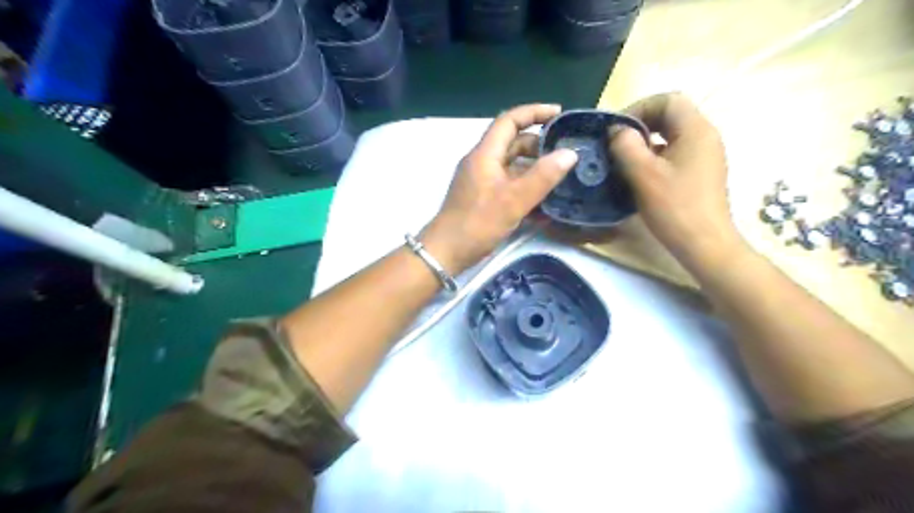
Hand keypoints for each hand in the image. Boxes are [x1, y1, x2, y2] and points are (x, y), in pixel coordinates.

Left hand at [420, 103, 577, 274]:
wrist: (446, 252)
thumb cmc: (478, 222)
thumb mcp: (514, 200)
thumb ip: (542, 176)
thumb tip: (569, 153)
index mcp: (485, 154)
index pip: (509, 120)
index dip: (534, 112)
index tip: (559, 114)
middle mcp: (482, 162)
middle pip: (512, 142)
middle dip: (539, 144)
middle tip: (565, 152)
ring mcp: (481, 181)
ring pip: (511, 165)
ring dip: (534, 167)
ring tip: (560, 175)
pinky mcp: (482, 198)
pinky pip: (508, 184)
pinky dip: (524, 186)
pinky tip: (544, 199)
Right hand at [610, 93, 745, 268]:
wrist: (704, 243)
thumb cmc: (674, 207)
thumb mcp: (643, 174)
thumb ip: (625, 145)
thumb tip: (616, 130)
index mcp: (696, 130)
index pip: (667, 100)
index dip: (638, 108)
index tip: (616, 130)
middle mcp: (705, 136)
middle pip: (671, 115)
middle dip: (640, 124)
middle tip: (616, 143)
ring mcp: (705, 155)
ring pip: (671, 135)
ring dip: (646, 141)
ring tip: (623, 159)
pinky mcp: (701, 172)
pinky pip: (675, 152)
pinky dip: (655, 156)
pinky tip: (639, 174)